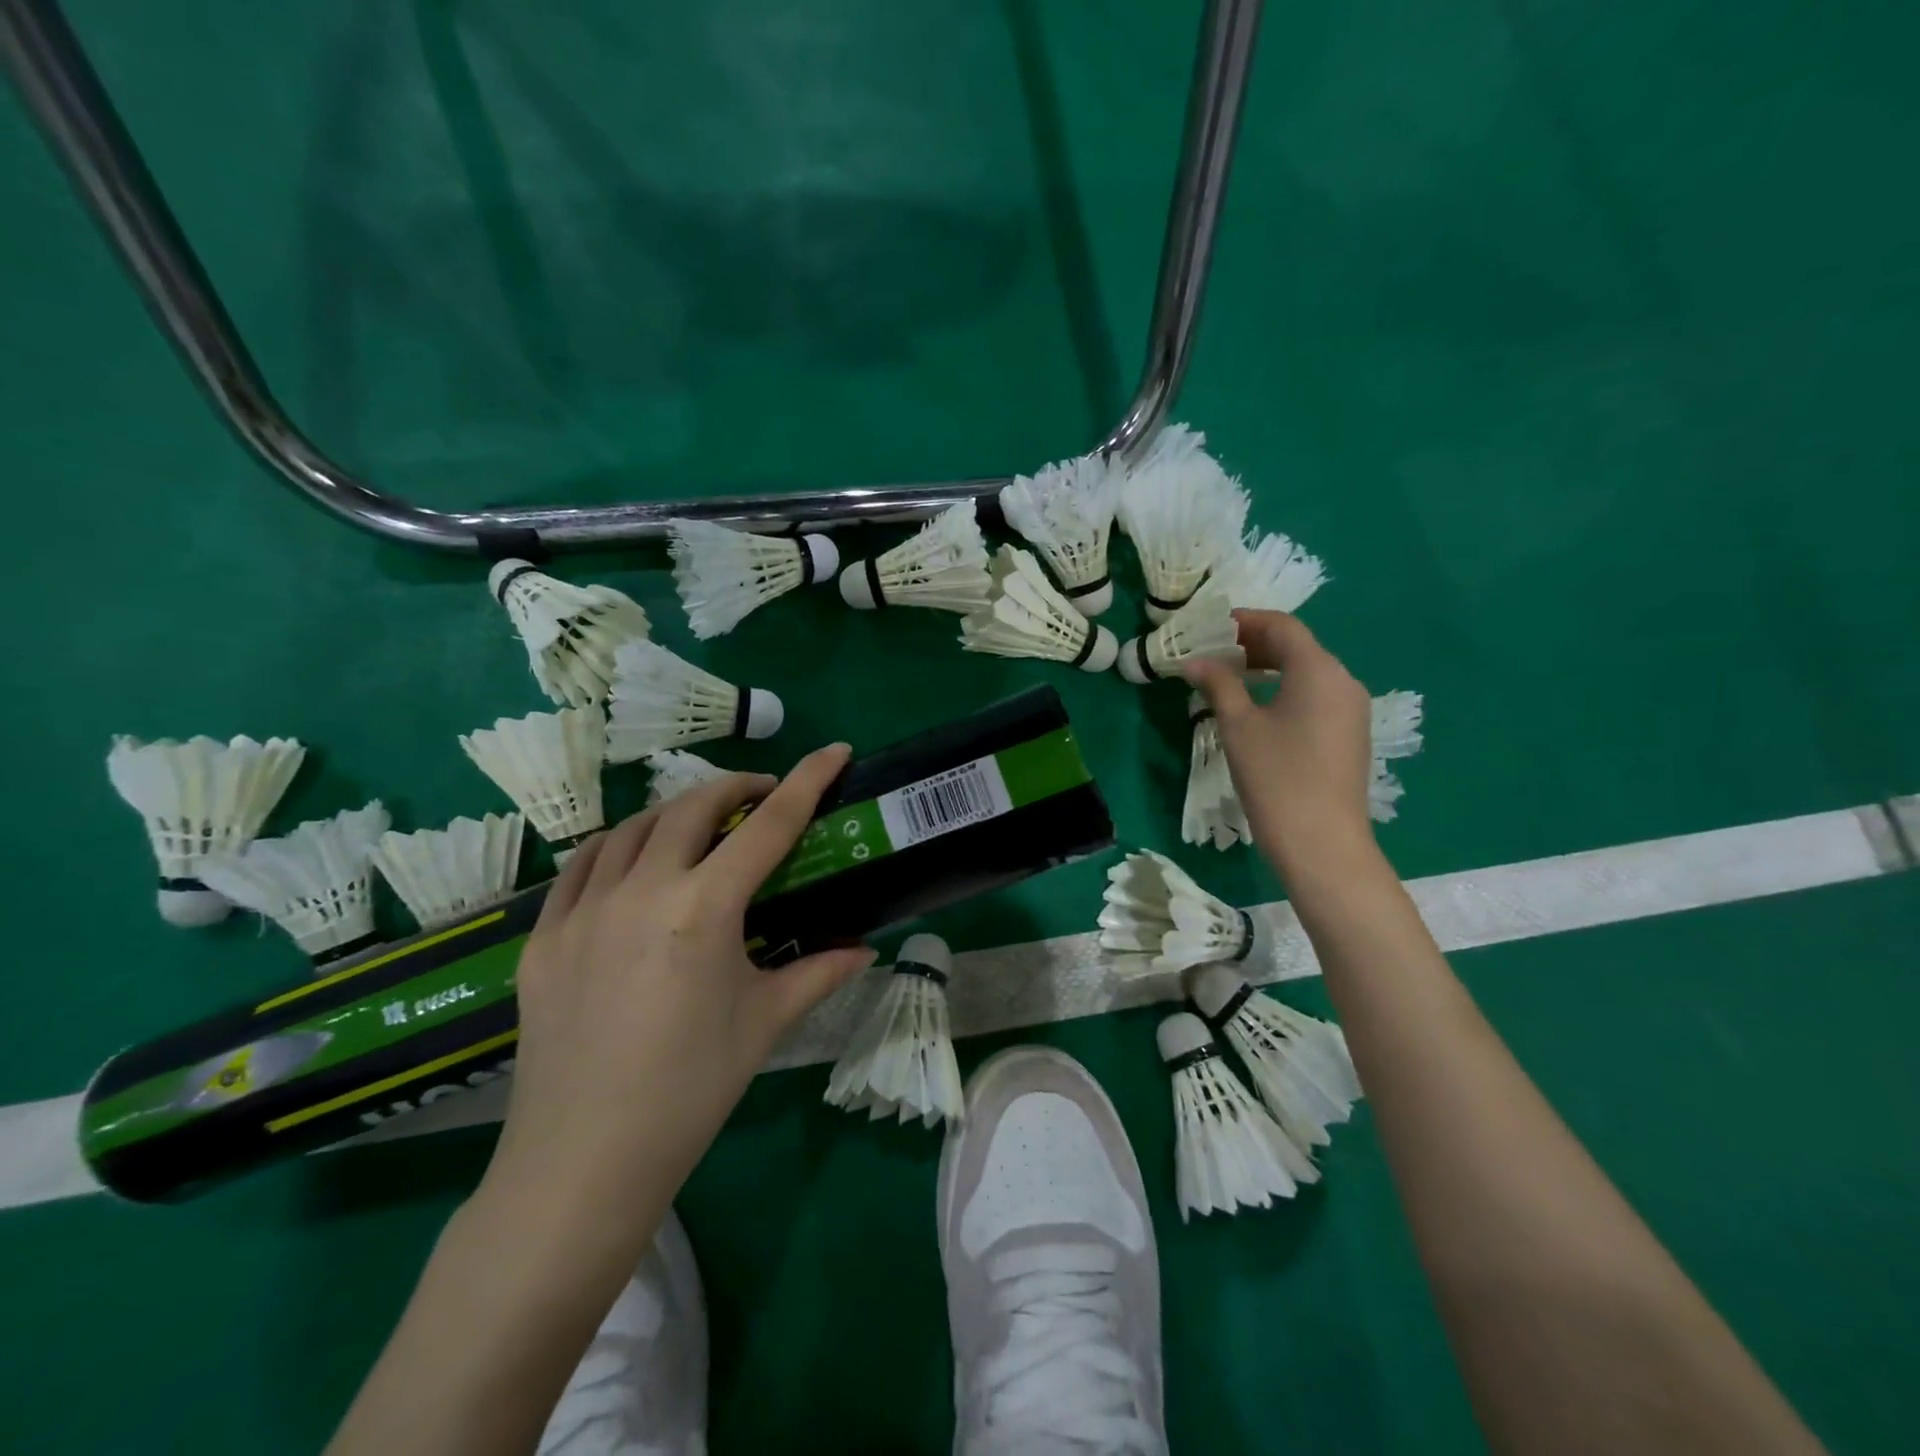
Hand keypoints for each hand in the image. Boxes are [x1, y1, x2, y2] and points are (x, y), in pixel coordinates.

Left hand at [484, 744, 876, 1215]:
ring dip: (676, 813)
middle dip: (736, 787)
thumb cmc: (690, 1089)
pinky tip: (633, 863)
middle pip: (693, 808)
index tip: (833, 751)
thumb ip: (819, 972)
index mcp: (703, 909)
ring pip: (632, 828)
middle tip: (763, 798)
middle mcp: (640, 891)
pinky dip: (618, 847)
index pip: (768, 826)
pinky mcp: (542, 937)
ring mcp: (581, 910)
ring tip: (702, 829)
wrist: (583, 1162)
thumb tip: (864, 949)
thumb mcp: (765, 1022)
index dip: (806, 781)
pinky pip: (582, 866)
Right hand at [1183, 610, 1379, 883]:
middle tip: (1214, 653)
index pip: (1282, 626)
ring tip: (1230, 680)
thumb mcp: (1238, 727)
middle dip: (1254, 644)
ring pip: (1307, 673)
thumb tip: (1194, 662)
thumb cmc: (1276, 776)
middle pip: (1297, 647)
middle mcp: (1343, 681)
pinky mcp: (1350, 735)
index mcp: (1319, 669)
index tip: (1211, 626)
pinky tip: (1258, 709)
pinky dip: (1285, 690)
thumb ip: (1218, 685)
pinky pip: (1316, 697)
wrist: (1322, 842)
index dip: (1245, 621)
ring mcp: (1351, 710)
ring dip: (1269, 668)